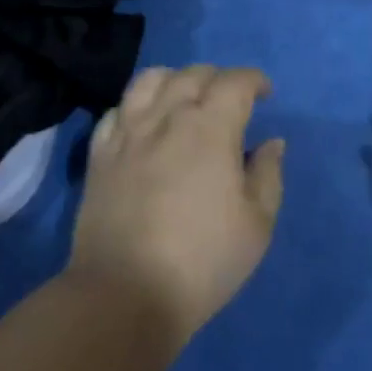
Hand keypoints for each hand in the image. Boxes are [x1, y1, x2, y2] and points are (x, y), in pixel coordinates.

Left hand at [68, 64, 285, 346]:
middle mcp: (167, 117)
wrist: (124, 295)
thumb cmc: (202, 261)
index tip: (265, 94)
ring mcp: (128, 132)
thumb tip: (271, 143)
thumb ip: (268, 175)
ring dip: (175, 80)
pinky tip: (144, 123)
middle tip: (230, 101)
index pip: (235, 82)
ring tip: (184, 99)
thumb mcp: (257, 225)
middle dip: (218, 79)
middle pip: (193, 75)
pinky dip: (135, 106)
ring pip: (150, 80)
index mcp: (211, 127)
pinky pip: (116, 110)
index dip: (254, 80)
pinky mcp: (99, 154)